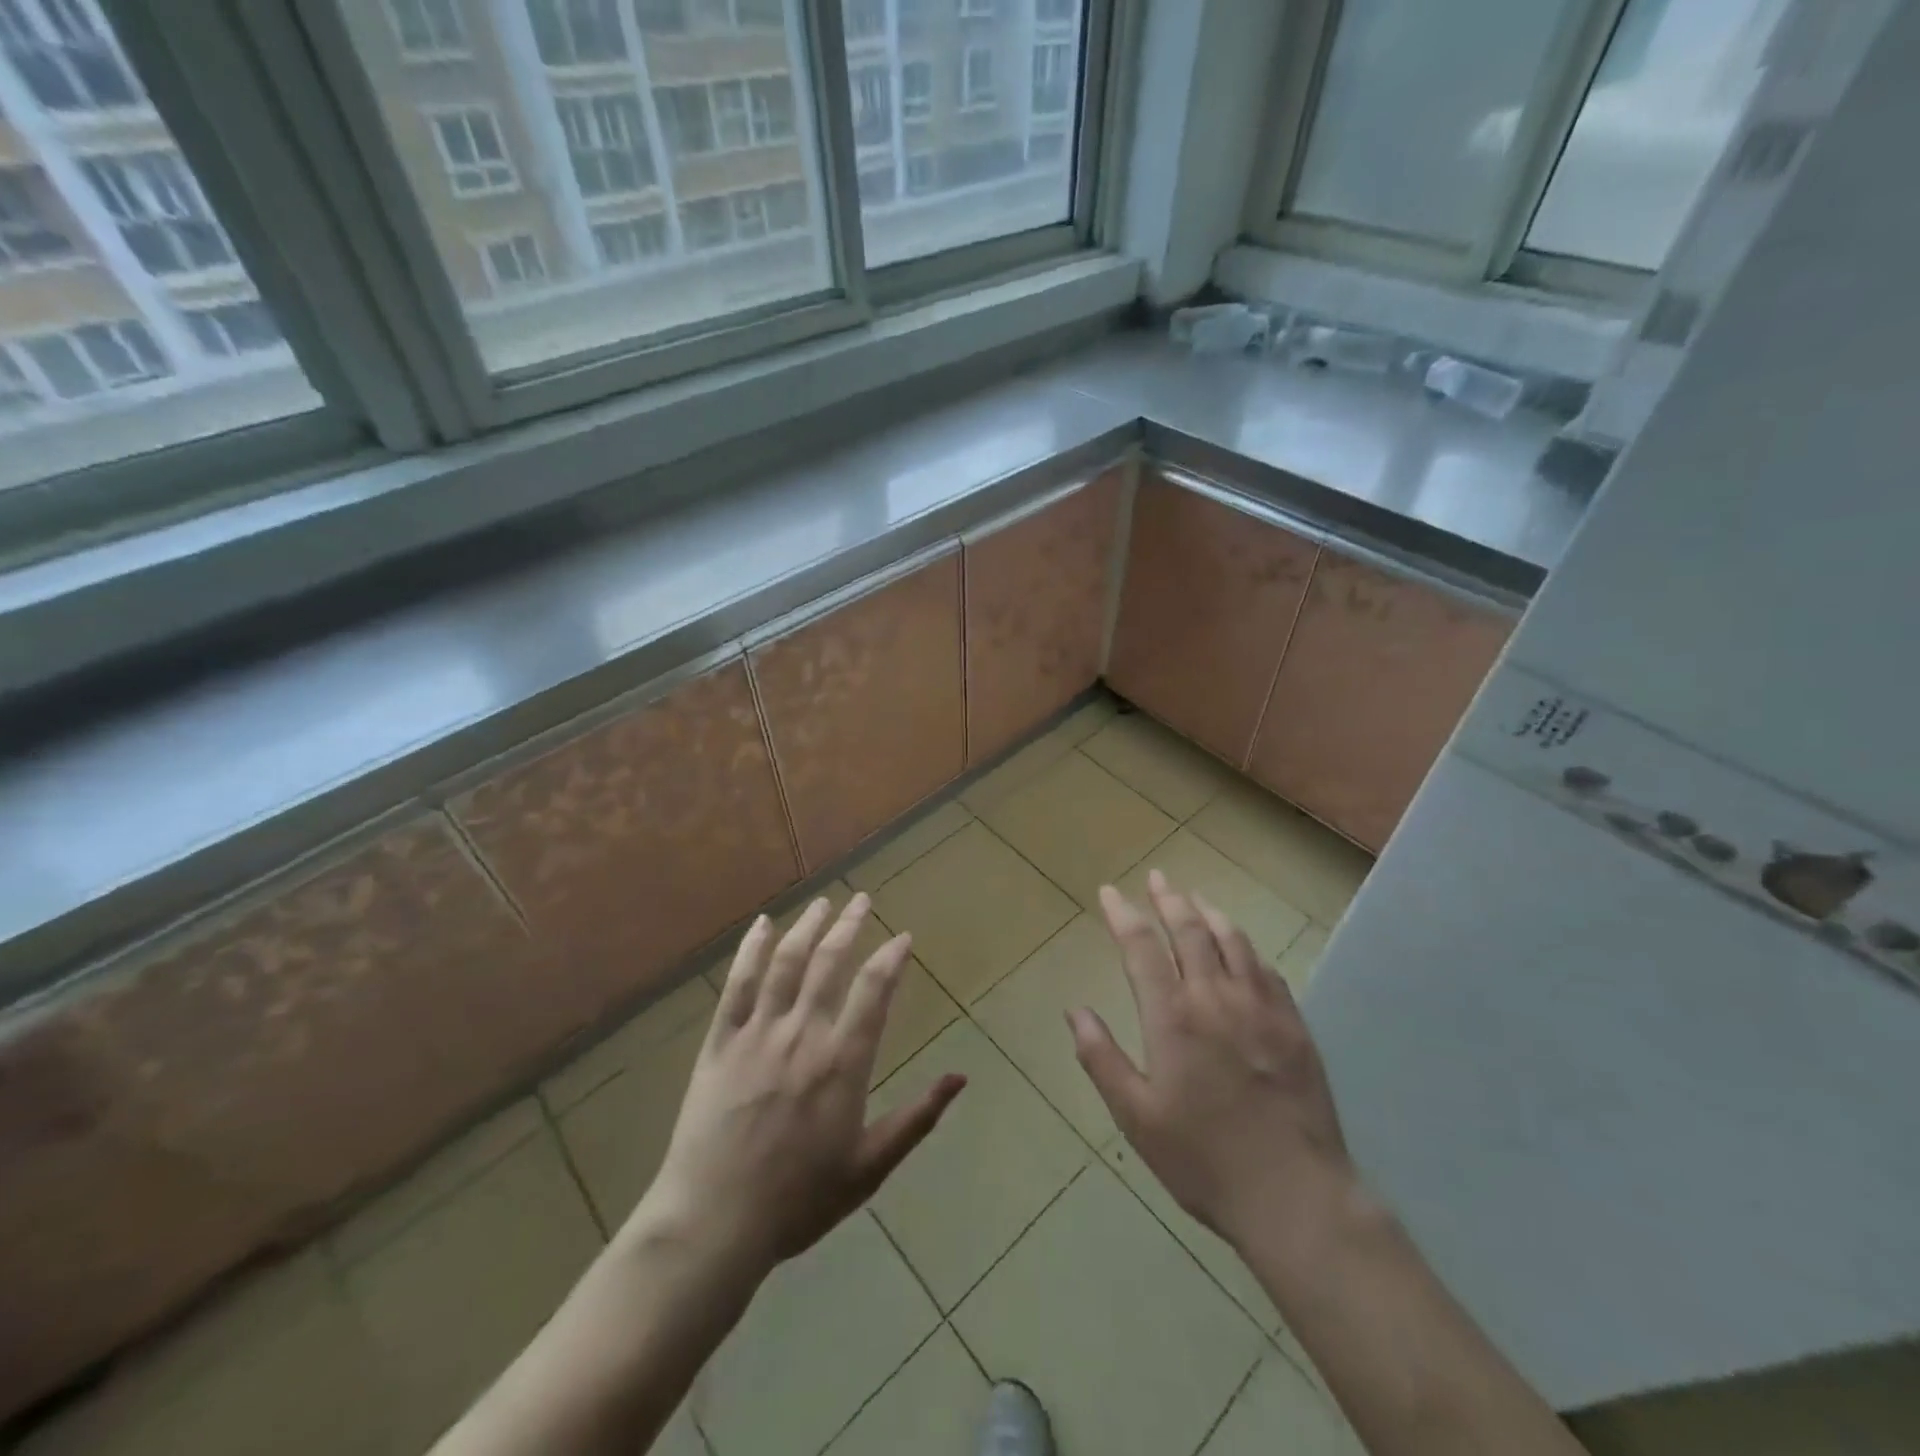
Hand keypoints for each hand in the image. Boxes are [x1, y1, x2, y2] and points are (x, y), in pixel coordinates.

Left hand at [630, 895, 965, 1279]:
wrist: (713, 1223)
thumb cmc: (799, 1200)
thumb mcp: (870, 1166)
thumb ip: (917, 1117)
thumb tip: (961, 1077)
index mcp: (842, 1061)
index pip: (874, 990)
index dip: (892, 957)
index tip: (903, 936)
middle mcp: (803, 1033)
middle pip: (830, 961)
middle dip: (850, 925)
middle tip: (863, 899)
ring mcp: (757, 1033)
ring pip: (787, 963)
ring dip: (807, 926)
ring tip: (823, 902)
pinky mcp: (720, 1042)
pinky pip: (737, 984)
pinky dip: (751, 950)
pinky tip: (762, 926)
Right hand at [1068, 871, 1352, 1252]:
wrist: (1296, 1195)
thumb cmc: (1203, 1159)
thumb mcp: (1136, 1117)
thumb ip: (1101, 1058)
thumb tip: (1075, 1010)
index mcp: (1173, 1017)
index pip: (1141, 946)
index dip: (1123, 914)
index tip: (1110, 892)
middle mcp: (1216, 997)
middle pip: (1190, 930)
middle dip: (1169, 899)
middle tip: (1157, 878)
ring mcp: (1261, 1007)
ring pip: (1233, 941)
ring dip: (1210, 913)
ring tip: (1195, 898)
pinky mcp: (1294, 1025)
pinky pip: (1267, 970)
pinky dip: (1247, 948)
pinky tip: (1242, 949)